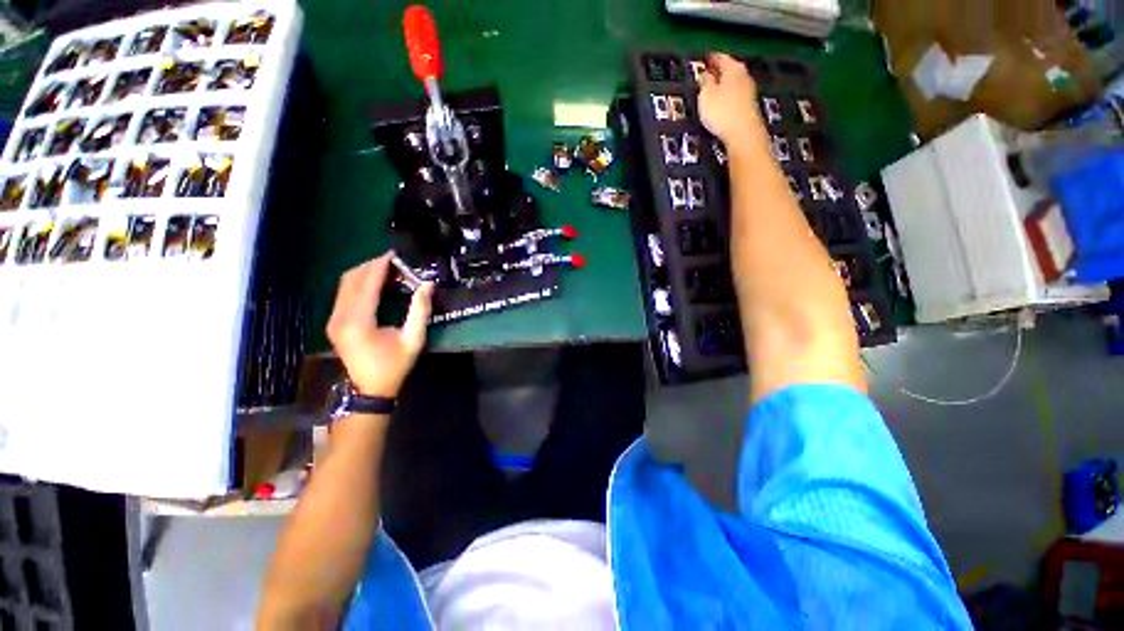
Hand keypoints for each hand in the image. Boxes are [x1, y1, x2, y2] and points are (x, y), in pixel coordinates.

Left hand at [326, 253, 433, 398]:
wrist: (370, 389)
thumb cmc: (395, 365)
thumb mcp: (413, 339)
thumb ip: (420, 310)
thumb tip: (428, 284)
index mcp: (359, 321)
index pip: (367, 284)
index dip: (380, 266)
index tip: (394, 255)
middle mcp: (340, 317)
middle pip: (351, 279)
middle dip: (371, 266)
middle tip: (394, 262)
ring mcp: (334, 320)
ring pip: (344, 285)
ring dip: (364, 273)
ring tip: (387, 270)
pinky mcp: (334, 323)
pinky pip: (343, 294)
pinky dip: (359, 284)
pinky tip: (375, 285)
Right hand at [698, 52, 764, 147]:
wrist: (743, 134)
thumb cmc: (723, 113)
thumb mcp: (706, 95)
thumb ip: (705, 81)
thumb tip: (706, 73)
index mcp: (733, 68)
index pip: (719, 57)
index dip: (710, 58)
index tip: (704, 58)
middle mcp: (744, 76)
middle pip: (729, 68)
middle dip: (719, 70)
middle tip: (708, 72)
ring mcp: (749, 91)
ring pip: (733, 82)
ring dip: (723, 84)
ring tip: (713, 89)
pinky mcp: (749, 106)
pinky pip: (735, 95)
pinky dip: (728, 95)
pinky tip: (722, 103)